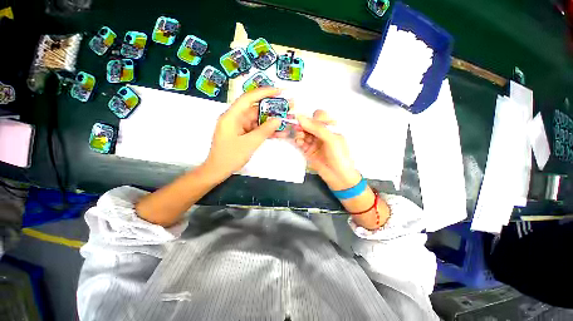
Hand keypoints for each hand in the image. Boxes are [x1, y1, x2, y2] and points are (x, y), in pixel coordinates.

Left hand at [204, 87, 282, 181]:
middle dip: (273, 108)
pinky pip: (257, 129)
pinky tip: (281, 132)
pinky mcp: (244, 134)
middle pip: (256, 109)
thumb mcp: (249, 143)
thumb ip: (265, 130)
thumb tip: (278, 120)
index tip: (279, 91)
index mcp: (232, 116)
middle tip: (289, 106)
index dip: (264, 92)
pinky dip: (268, 131)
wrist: (218, 171)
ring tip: (289, 118)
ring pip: (259, 120)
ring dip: (273, 121)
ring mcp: (240, 127)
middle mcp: (236, 118)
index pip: (248, 98)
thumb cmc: (230, 157)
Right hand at [294, 110, 361, 190]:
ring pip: (303, 132)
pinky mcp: (308, 150)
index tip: (304, 121)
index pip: (318, 115)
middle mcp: (321, 133)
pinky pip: (300, 141)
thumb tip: (300, 117)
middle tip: (297, 129)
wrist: (338, 176)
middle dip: (302, 125)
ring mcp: (314, 141)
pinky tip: (299, 143)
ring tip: (299, 138)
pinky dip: (298, 140)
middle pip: (308, 124)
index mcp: (330, 127)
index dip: (311, 117)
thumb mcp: (331, 139)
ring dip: (299, 133)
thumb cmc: (338, 155)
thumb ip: (316, 127)